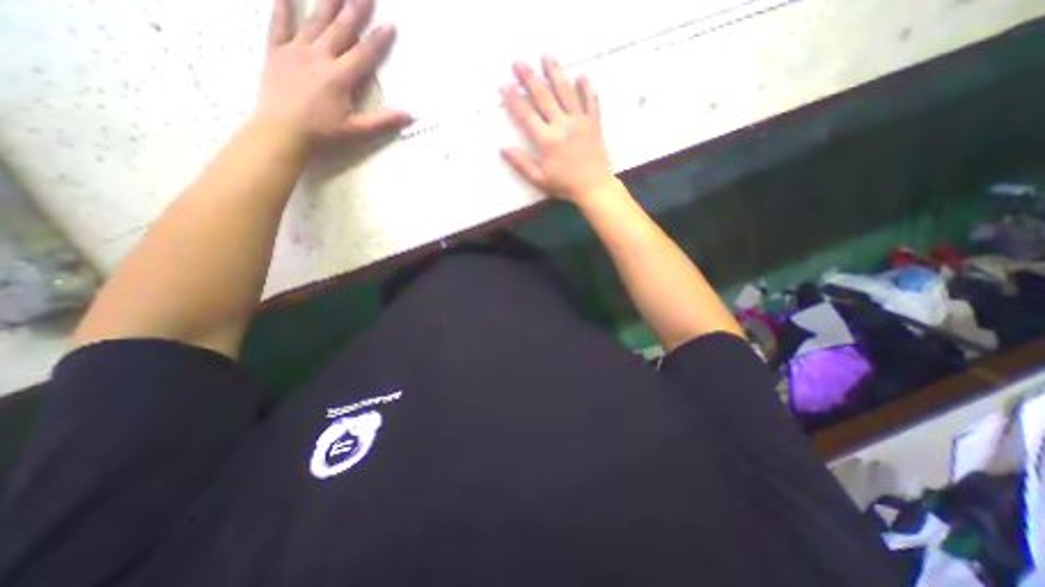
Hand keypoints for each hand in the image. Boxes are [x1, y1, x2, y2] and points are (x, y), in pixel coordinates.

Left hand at [254, 0, 410, 149]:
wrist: (281, 131)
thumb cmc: (322, 134)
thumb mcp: (357, 130)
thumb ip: (383, 121)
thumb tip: (409, 116)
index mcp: (340, 77)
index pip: (363, 54)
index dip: (378, 40)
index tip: (390, 24)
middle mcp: (319, 57)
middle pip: (341, 29)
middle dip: (355, 10)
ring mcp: (296, 51)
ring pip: (314, 21)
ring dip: (327, 2)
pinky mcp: (276, 52)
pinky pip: (279, 23)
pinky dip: (283, 5)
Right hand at [500, 58, 614, 203]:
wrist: (595, 188)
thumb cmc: (566, 186)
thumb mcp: (540, 180)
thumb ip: (521, 164)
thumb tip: (503, 149)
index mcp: (548, 141)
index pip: (527, 115)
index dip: (514, 99)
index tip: (504, 85)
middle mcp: (563, 125)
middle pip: (544, 96)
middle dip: (529, 78)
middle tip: (518, 61)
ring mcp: (580, 121)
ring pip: (566, 91)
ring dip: (555, 72)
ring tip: (545, 55)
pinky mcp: (594, 123)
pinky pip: (591, 100)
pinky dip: (586, 87)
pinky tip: (581, 75)